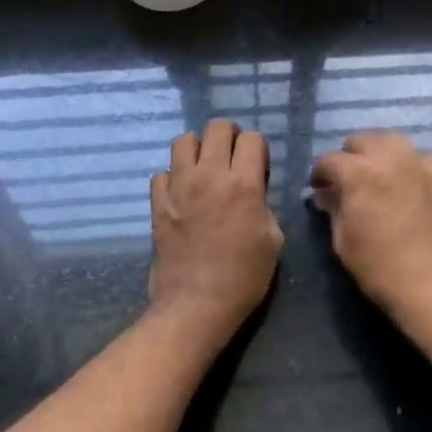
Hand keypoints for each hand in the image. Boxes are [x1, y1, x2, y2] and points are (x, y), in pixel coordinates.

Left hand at [150, 121, 283, 341]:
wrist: (197, 303)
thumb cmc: (244, 276)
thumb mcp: (273, 239)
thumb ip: (264, 205)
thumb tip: (253, 193)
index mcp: (243, 183)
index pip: (252, 138)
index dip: (259, 148)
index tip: (259, 165)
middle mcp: (209, 175)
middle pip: (217, 128)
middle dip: (230, 135)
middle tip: (233, 155)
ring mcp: (179, 187)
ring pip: (183, 140)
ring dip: (198, 147)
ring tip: (205, 166)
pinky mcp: (158, 203)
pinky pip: (162, 173)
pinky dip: (174, 177)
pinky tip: (183, 193)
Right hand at [310, 133, 431, 319]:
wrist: (428, 280)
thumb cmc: (377, 264)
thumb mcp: (342, 238)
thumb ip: (332, 207)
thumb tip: (324, 194)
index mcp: (358, 172)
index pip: (329, 160)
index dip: (319, 175)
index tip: (319, 189)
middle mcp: (387, 158)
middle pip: (360, 142)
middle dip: (348, 158)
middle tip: (346, 182)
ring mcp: (415, 164)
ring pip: (390, 140)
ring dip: (377, 152)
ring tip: (374, 174)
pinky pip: (418, 157)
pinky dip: (408, 163)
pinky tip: (405, 180)